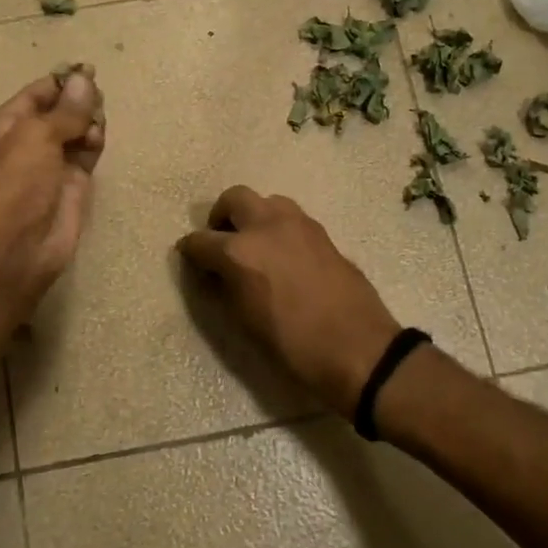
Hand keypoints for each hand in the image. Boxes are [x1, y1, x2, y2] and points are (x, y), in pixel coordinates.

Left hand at [0, 67, 105, 337]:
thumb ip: (64, 111)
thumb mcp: (35, 137)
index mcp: (0, 131)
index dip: (59, 83)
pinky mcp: (70, 189)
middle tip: (97, 95)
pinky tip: (98, 138)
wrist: (15, 249)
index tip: (87, 70)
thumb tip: (84, 80)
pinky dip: (93, 144)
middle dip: (77, 103)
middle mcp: (23, 148)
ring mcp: (48, 170)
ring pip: (74, 135)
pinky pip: (85, 158)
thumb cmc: (13, 184)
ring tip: (97, 121)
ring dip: (87, 123)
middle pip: (56, 115)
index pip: (33, 97)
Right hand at [178, 187, 400, 417]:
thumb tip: (215, 272)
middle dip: (221, 216)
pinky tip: (283, 255)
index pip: (200, 241)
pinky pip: (292, 218)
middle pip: (234, 198)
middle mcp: (267, 226)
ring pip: (267, 202)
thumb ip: (224, 287)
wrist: (357, 348)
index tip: (189, 259)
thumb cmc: (292, 344)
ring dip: (255, 216)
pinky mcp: (324, 234)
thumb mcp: (245, 321)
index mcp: (239, 251)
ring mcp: (299, 225)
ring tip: (255, 245)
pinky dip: (280, 228)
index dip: (190, 251)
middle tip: (221, 240)